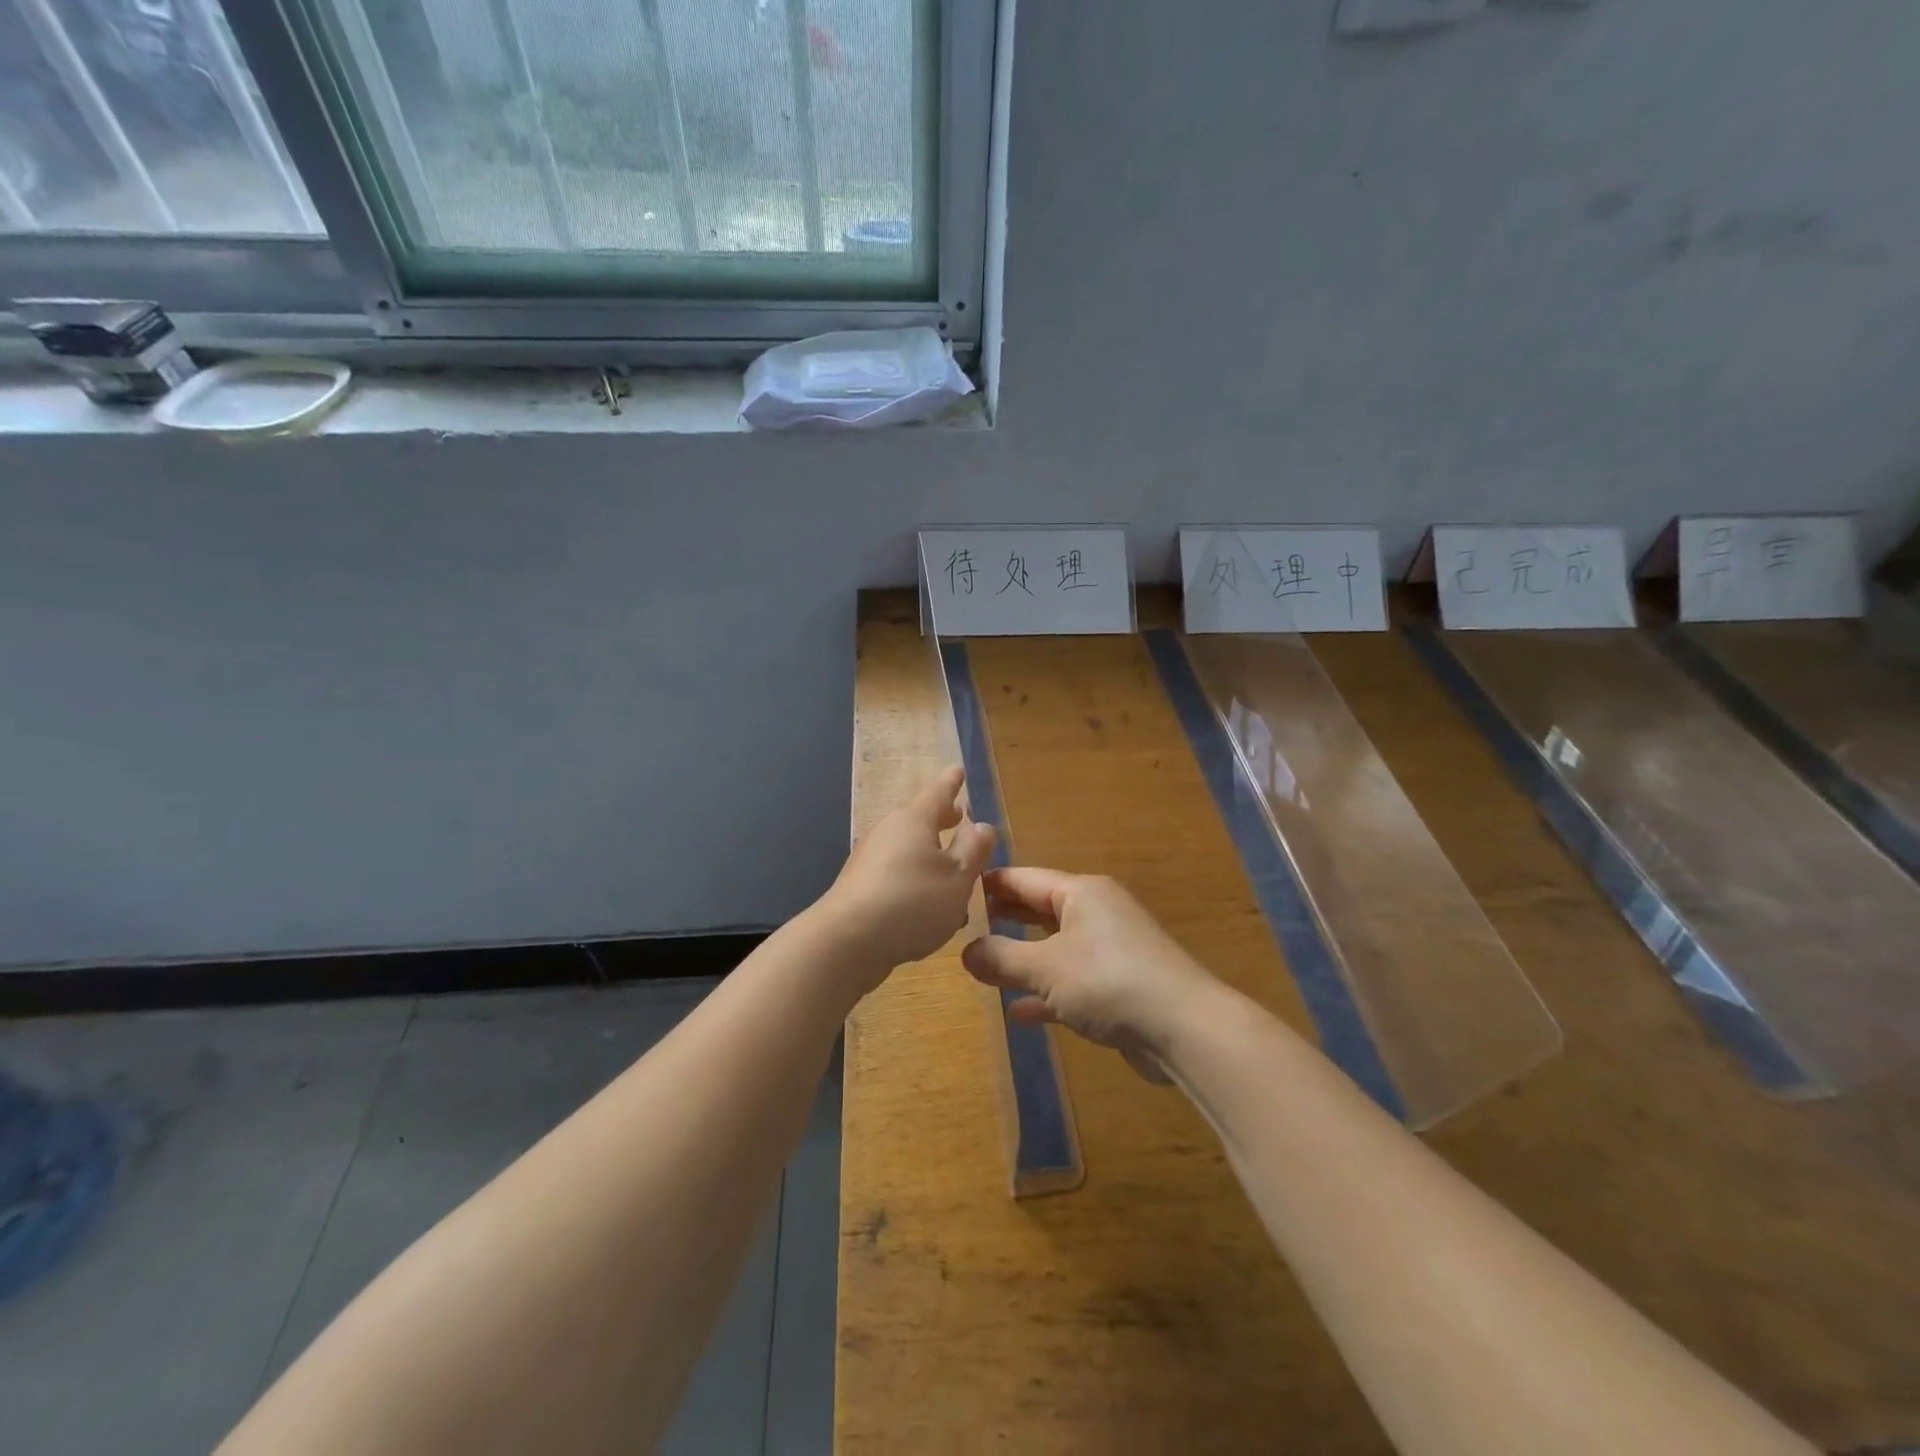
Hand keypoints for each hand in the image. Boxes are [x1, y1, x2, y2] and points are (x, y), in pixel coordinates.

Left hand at [819, 766, 996, 988]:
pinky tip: (934, 909)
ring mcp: (871, 861)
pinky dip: (919, 883)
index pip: (938, 791)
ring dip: (933, 858)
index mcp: (914, 820)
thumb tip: (981, 825)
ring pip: (911, 851)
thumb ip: (974, 849)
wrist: (847, 942)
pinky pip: (899, 877)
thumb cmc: (912, 902)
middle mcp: (890, 832)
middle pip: (920, 819)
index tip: (958, 770)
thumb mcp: (958, 877)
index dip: (952, 782)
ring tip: (956, 871)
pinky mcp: (862, 889)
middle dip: (943, 819)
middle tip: (960, 815)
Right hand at [961, 869, 1219, 1083]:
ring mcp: (1111, 951)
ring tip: (984, 966)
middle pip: (1040, 910)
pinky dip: (1047, 993)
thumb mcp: (1045, 968)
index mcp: (1081, 893)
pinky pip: (1072, 982)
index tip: (957, 889)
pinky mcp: (1119, 987)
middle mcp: (1097, 913)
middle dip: (1006, 918)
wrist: (1184, 1028)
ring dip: (1023, 958)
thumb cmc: (1108, 981)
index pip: (1025, 878)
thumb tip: (965, 952)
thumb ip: (1001, 958)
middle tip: (964, 925)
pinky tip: (1019, 1012)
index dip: (991, 884)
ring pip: (1055, 948)